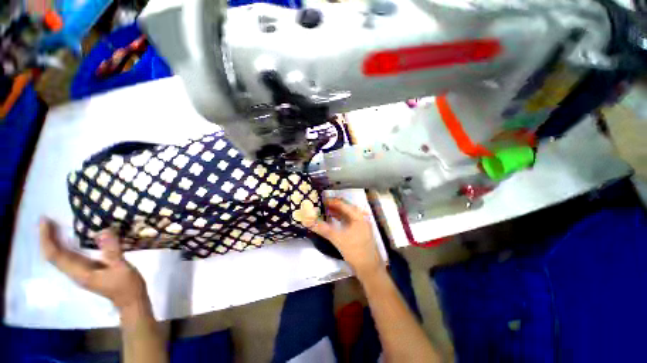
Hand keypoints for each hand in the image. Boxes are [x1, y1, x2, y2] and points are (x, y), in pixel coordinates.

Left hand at [39, 218, 148, 312]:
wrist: (130, 301)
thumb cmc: (126, 285)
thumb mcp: (122, 267)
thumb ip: (112, 251)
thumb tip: (103, 230)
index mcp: (79, 273)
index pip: (55, 255)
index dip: (47, 238)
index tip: (45, 221)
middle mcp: (74, 273)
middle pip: (53, 255)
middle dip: (46, 237)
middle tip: (46, 219)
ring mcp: (79, 272)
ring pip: (59, 256)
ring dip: (54, 241)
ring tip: (54, 225)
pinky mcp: (86, 270)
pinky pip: (68, 257)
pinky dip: (63, 246)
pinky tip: (69, 238)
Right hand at [304, 198, 384, 278]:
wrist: (369, 268)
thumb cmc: (355, 251)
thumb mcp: (338, 239)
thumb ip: (324, 229)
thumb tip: (309, 222)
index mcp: (358, 216)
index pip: (343, 204)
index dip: (331, 201)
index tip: (320, 200)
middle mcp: (361, 217)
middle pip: (345, 208)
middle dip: (333, 207)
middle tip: (320, 205)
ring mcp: (361, 225)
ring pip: (346, 215)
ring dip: (336, 213)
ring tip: (324, 211)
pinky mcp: (359, 231)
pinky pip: (348, 221)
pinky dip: (339, 220)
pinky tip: (332, 221)